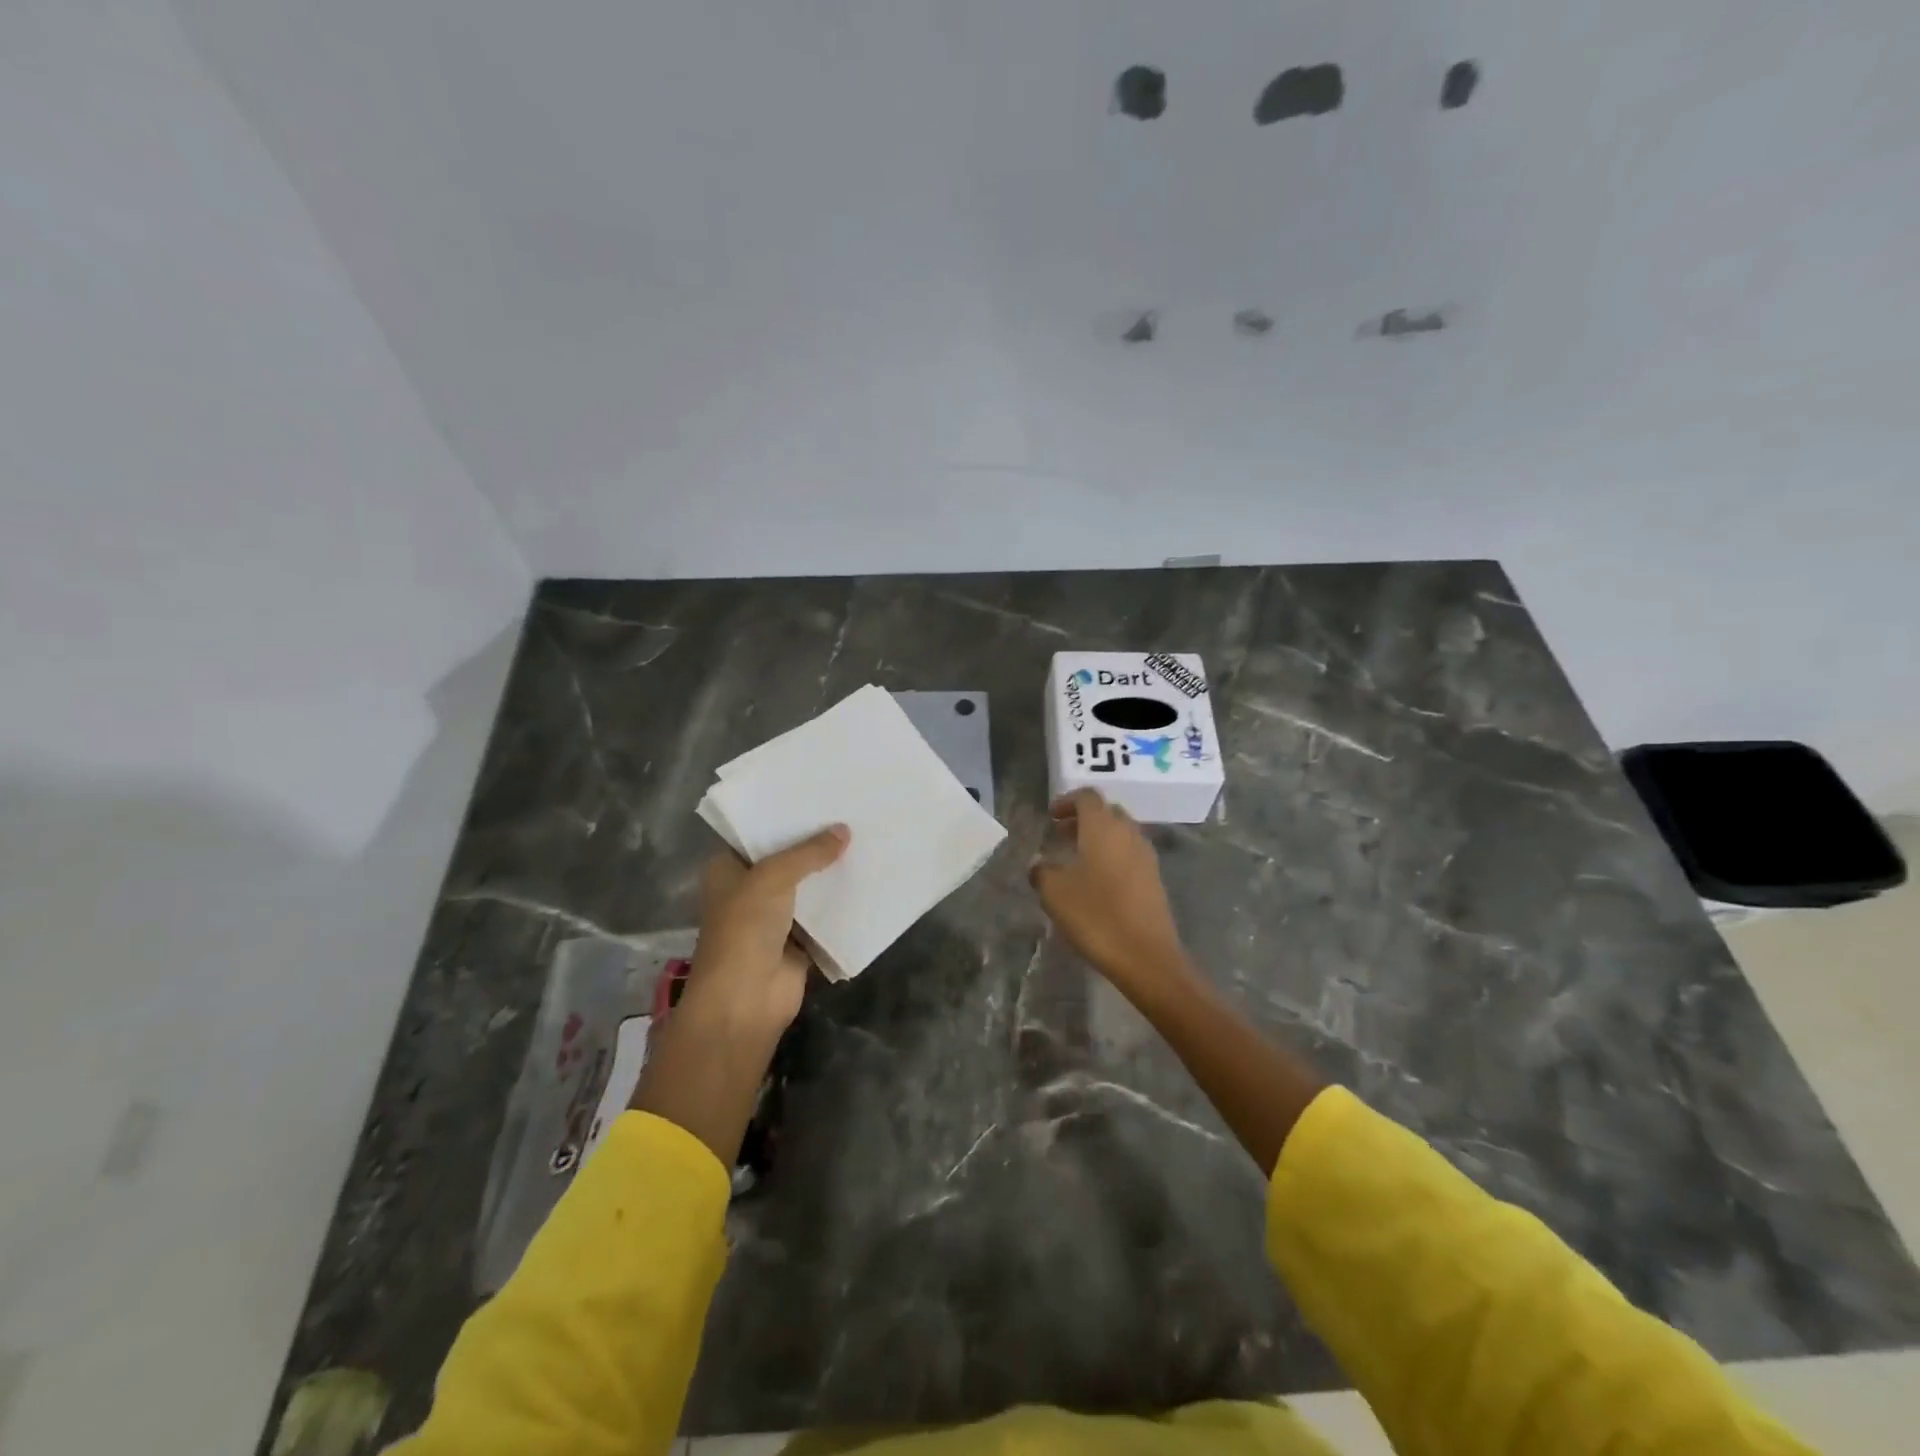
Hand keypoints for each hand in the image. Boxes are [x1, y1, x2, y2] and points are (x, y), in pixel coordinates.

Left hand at [685, 825, 849, 1033]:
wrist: (746, 999)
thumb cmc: (745, 928)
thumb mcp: (773, 877)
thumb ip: (809, 852)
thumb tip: (844, 830)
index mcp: (727, 870)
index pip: (755, 834)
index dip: (782, 817)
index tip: (816, 796)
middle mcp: (748, 890)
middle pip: (785, 860)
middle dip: (814, 843)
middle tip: (850, 813)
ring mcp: (773, 918)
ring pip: (806, 887)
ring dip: (830, 872)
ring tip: (864, 839)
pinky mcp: (798, 942)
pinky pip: (823, 916)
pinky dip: (841, 904)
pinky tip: (868, 880)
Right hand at [1030, 790, 1189, 990]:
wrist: (1147, 956)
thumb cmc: (1096, 916)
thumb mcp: (1055, 893)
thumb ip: (1042, 872)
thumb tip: (1039, 865)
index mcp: (1103, 828)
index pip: (1087, 797)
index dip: (1067, 801)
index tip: (1051, 817)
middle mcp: (1128, 833)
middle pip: (1106, 812)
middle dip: (1083, 819)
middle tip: (1061, 835)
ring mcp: (1146, 856)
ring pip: (1120, 833)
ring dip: (1098, 838)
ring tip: (1076, 858)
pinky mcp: (1154, 879)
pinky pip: (1130, 854)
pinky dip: (1112, 856)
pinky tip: (1097, 881)